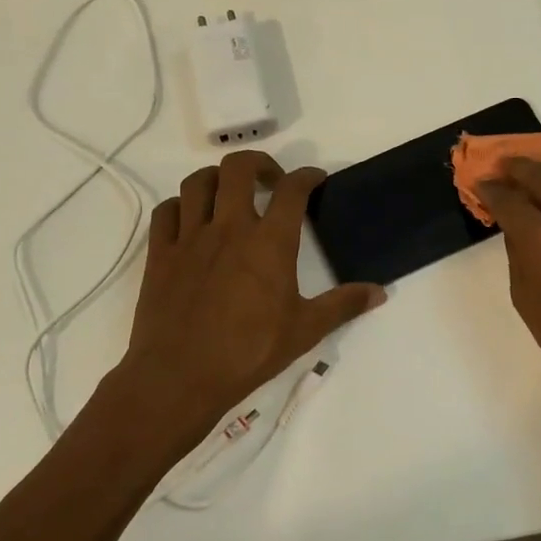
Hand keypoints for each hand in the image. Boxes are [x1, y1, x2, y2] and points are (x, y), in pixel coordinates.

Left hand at [106, 151, 384, 459]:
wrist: (180, 377)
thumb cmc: (249, 352)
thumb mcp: (305, 330)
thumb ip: (343, 305)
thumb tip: (380, 292)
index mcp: (269, 242)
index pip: (292, 189)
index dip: (307, 176)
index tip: (314, 180)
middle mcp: (229, 227)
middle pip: (239, 167)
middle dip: (259, 163)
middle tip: (271, 181)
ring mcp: (190, 237)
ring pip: (198, 182)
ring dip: (217, 178)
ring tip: (230, 194)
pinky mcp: (160, 253)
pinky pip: (166, 211)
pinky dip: (181, 206)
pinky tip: (191, 220)